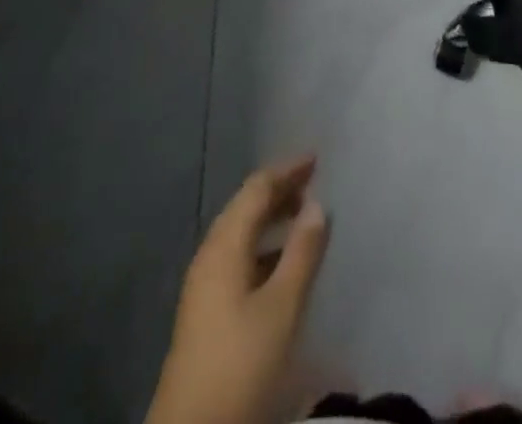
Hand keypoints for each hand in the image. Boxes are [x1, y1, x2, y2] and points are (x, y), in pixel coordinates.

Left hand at [146, 155, 330, 423]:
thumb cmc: (240, 362)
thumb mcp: (281, 307)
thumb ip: (301, 252)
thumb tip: (317, 204)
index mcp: (224, 245)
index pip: (256, 189)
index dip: (287, 170)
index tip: (316, 159)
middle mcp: (210, 255)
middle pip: (245, 207)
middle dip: (279, 190)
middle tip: (314, 183)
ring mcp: (204, 284)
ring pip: (241, 233)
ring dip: (271, 219)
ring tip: (303, 218)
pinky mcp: (205, 310)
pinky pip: (238, 256)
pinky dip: (263, 246)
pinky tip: (281, 263)